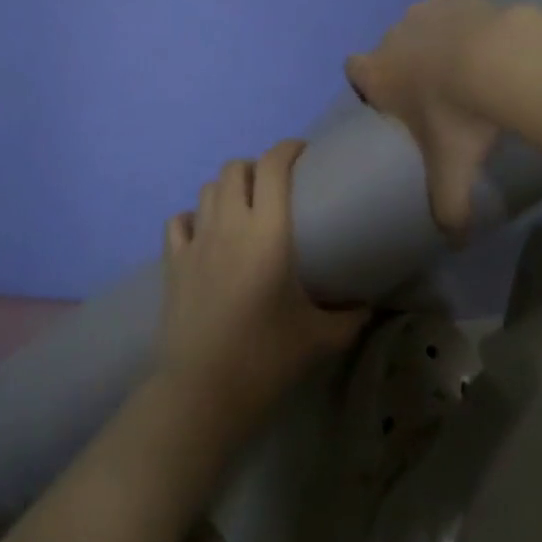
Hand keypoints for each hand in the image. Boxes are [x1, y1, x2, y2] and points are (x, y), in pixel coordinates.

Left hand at [157, 141, 367, 433]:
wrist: (202, 392)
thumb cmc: (266, 360)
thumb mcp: (319, 339)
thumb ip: (349, 316)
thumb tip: (369, 303)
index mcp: (268, 234)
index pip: (273, 167)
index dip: (287, 149)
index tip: (303, 152)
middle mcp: (230, 224)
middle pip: (236, 168)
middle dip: (256, 167)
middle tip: (275, 188)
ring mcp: (196, 239)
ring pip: (209, 188)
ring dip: (228, 188)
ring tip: (244, 208)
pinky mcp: (173, 259)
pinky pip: (180, 220)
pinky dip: (194, 217)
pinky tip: (205, 234)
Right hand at [345, 0, 505, 237]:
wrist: (499, 61)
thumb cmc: (458, 117)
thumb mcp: (450, 170)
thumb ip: (447, 208)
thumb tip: (454, 243)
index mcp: (377, 74)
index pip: (354, 70)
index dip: (369, 83)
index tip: (392, 100)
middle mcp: (390, 39)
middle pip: (388, 50)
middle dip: (406, 66)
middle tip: (439, 94)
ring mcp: (421, 13)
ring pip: (419, 29)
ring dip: (435, 44)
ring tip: (469, 69)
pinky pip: (449, 12)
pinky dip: (462, 25)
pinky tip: (487, 47)